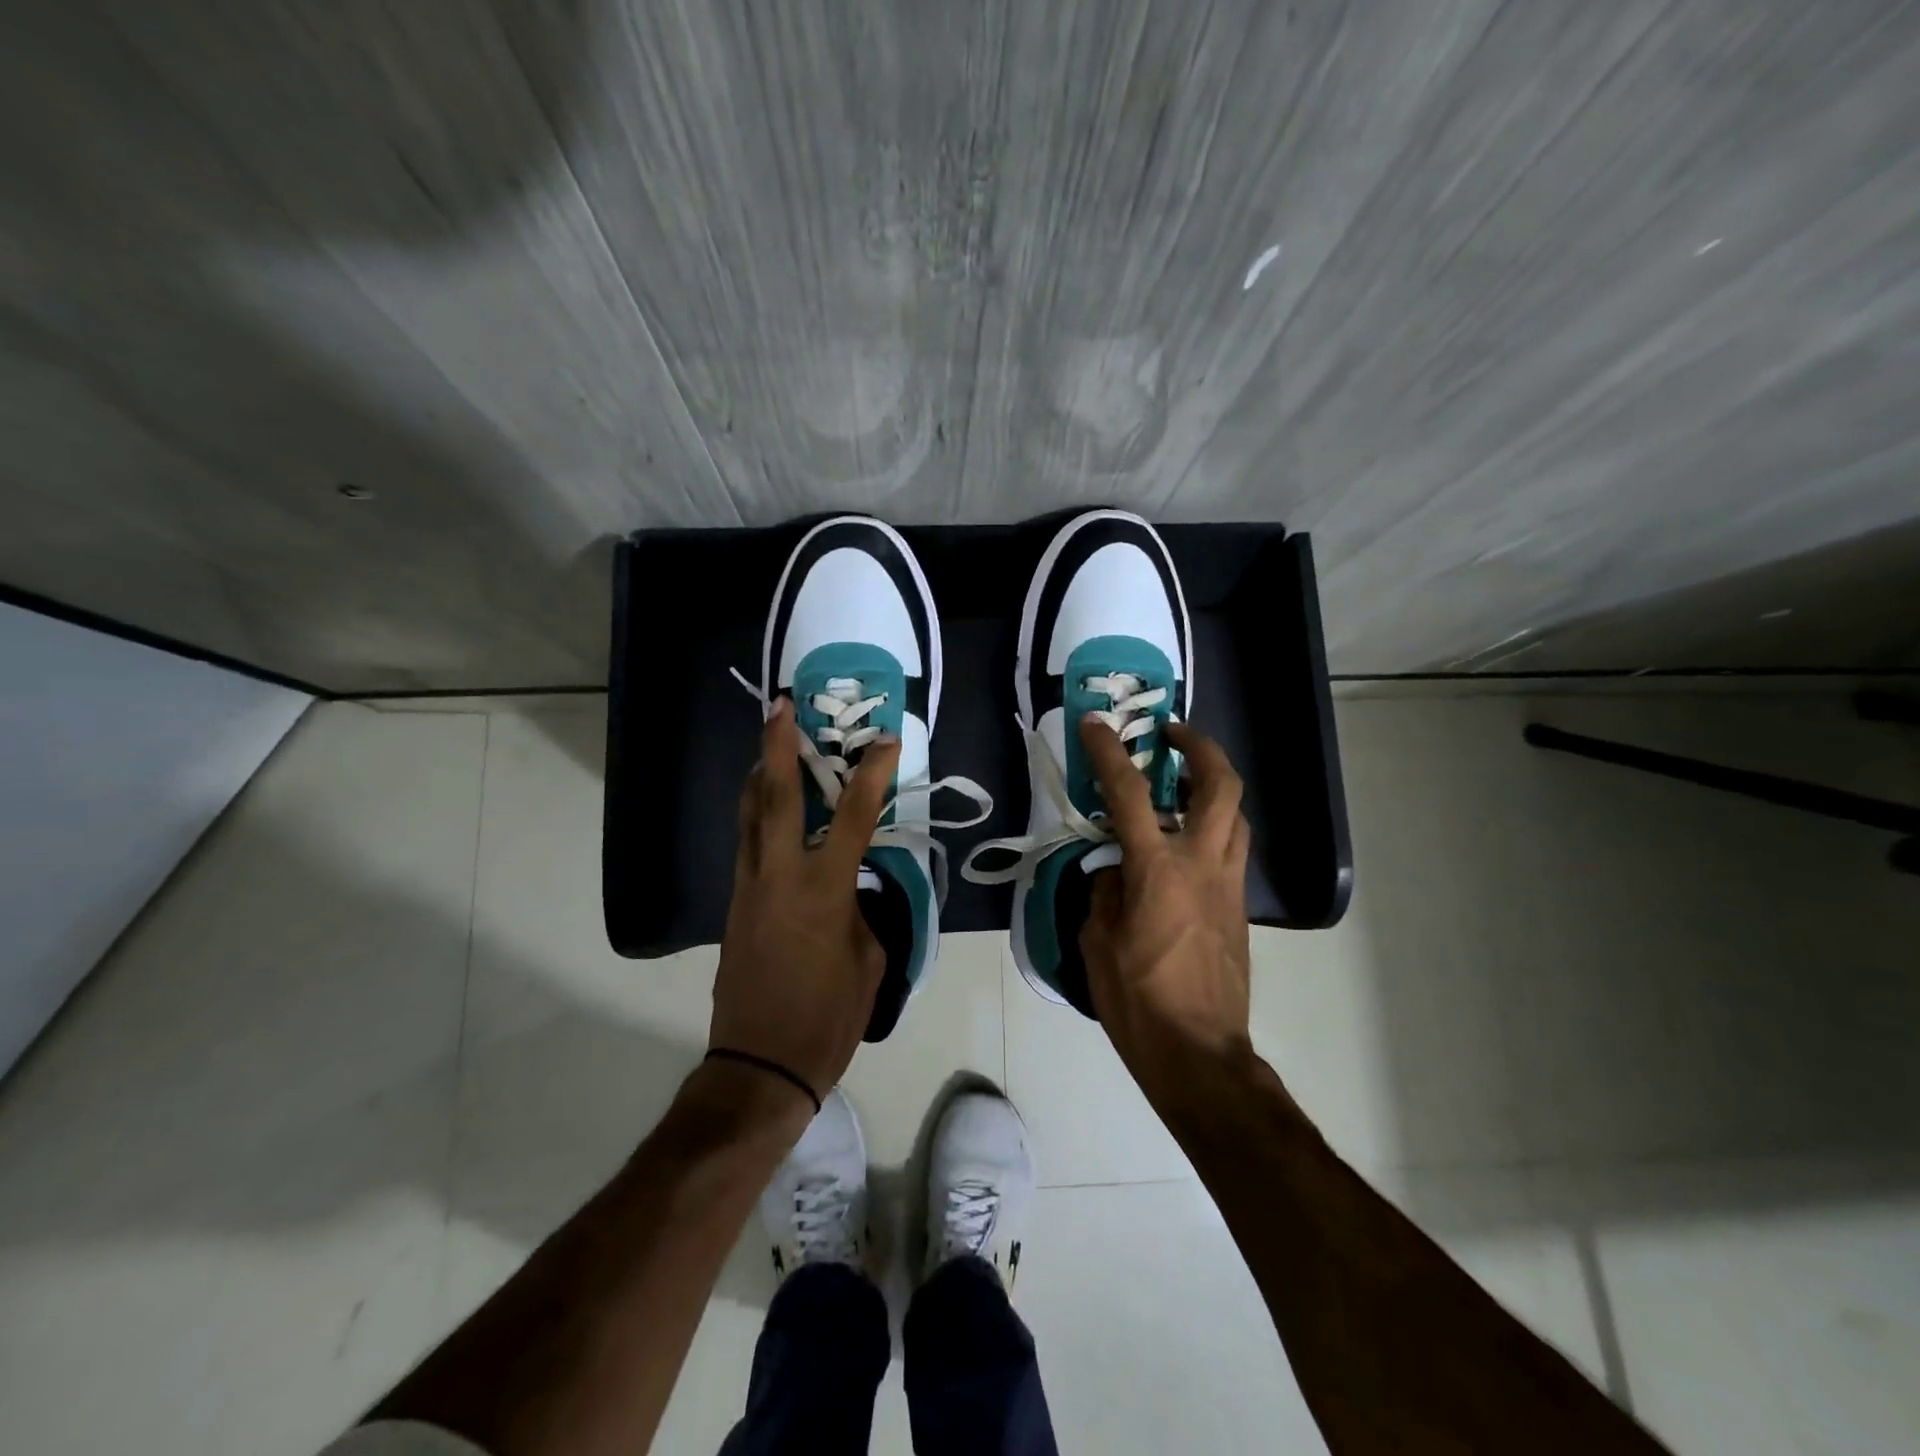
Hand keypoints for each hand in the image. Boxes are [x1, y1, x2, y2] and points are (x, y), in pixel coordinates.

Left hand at [710, 699, 898, 1101]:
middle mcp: (779, 876)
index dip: (872, 773)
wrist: (760, 1065)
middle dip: (778, 746)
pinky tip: (766, 806)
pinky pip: (746, 844)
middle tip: (781, 707)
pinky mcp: (735, 905)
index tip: (886, 740)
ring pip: (749, 815)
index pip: (854, 816)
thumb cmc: (827, 1018)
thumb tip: (852, 890)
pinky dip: (755, 813)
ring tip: (767, 741)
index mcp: (823, 890)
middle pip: (774, 796)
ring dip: (758, 773)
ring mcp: (749, 888)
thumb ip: (862, 912)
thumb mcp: (869, 961)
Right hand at [1078, 717, 1254, 1094]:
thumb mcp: (1098, 942)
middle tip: (1171, 735)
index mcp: (1157, 869)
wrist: (1199, 1052)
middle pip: (1220, 785)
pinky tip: (1186, 846)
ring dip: (1213, 786)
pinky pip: (1232, 850)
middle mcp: (1202, 864)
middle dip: (1199, 747)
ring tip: (1183, 784)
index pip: (1129, 794)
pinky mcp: (1240, 908)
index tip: (1097, 725)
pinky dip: (1213, 828)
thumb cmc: (1138, 999)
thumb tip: (1116, 874)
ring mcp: (1229, 885)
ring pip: (1236, 815)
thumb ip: (1105, 894)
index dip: (1109, 753)